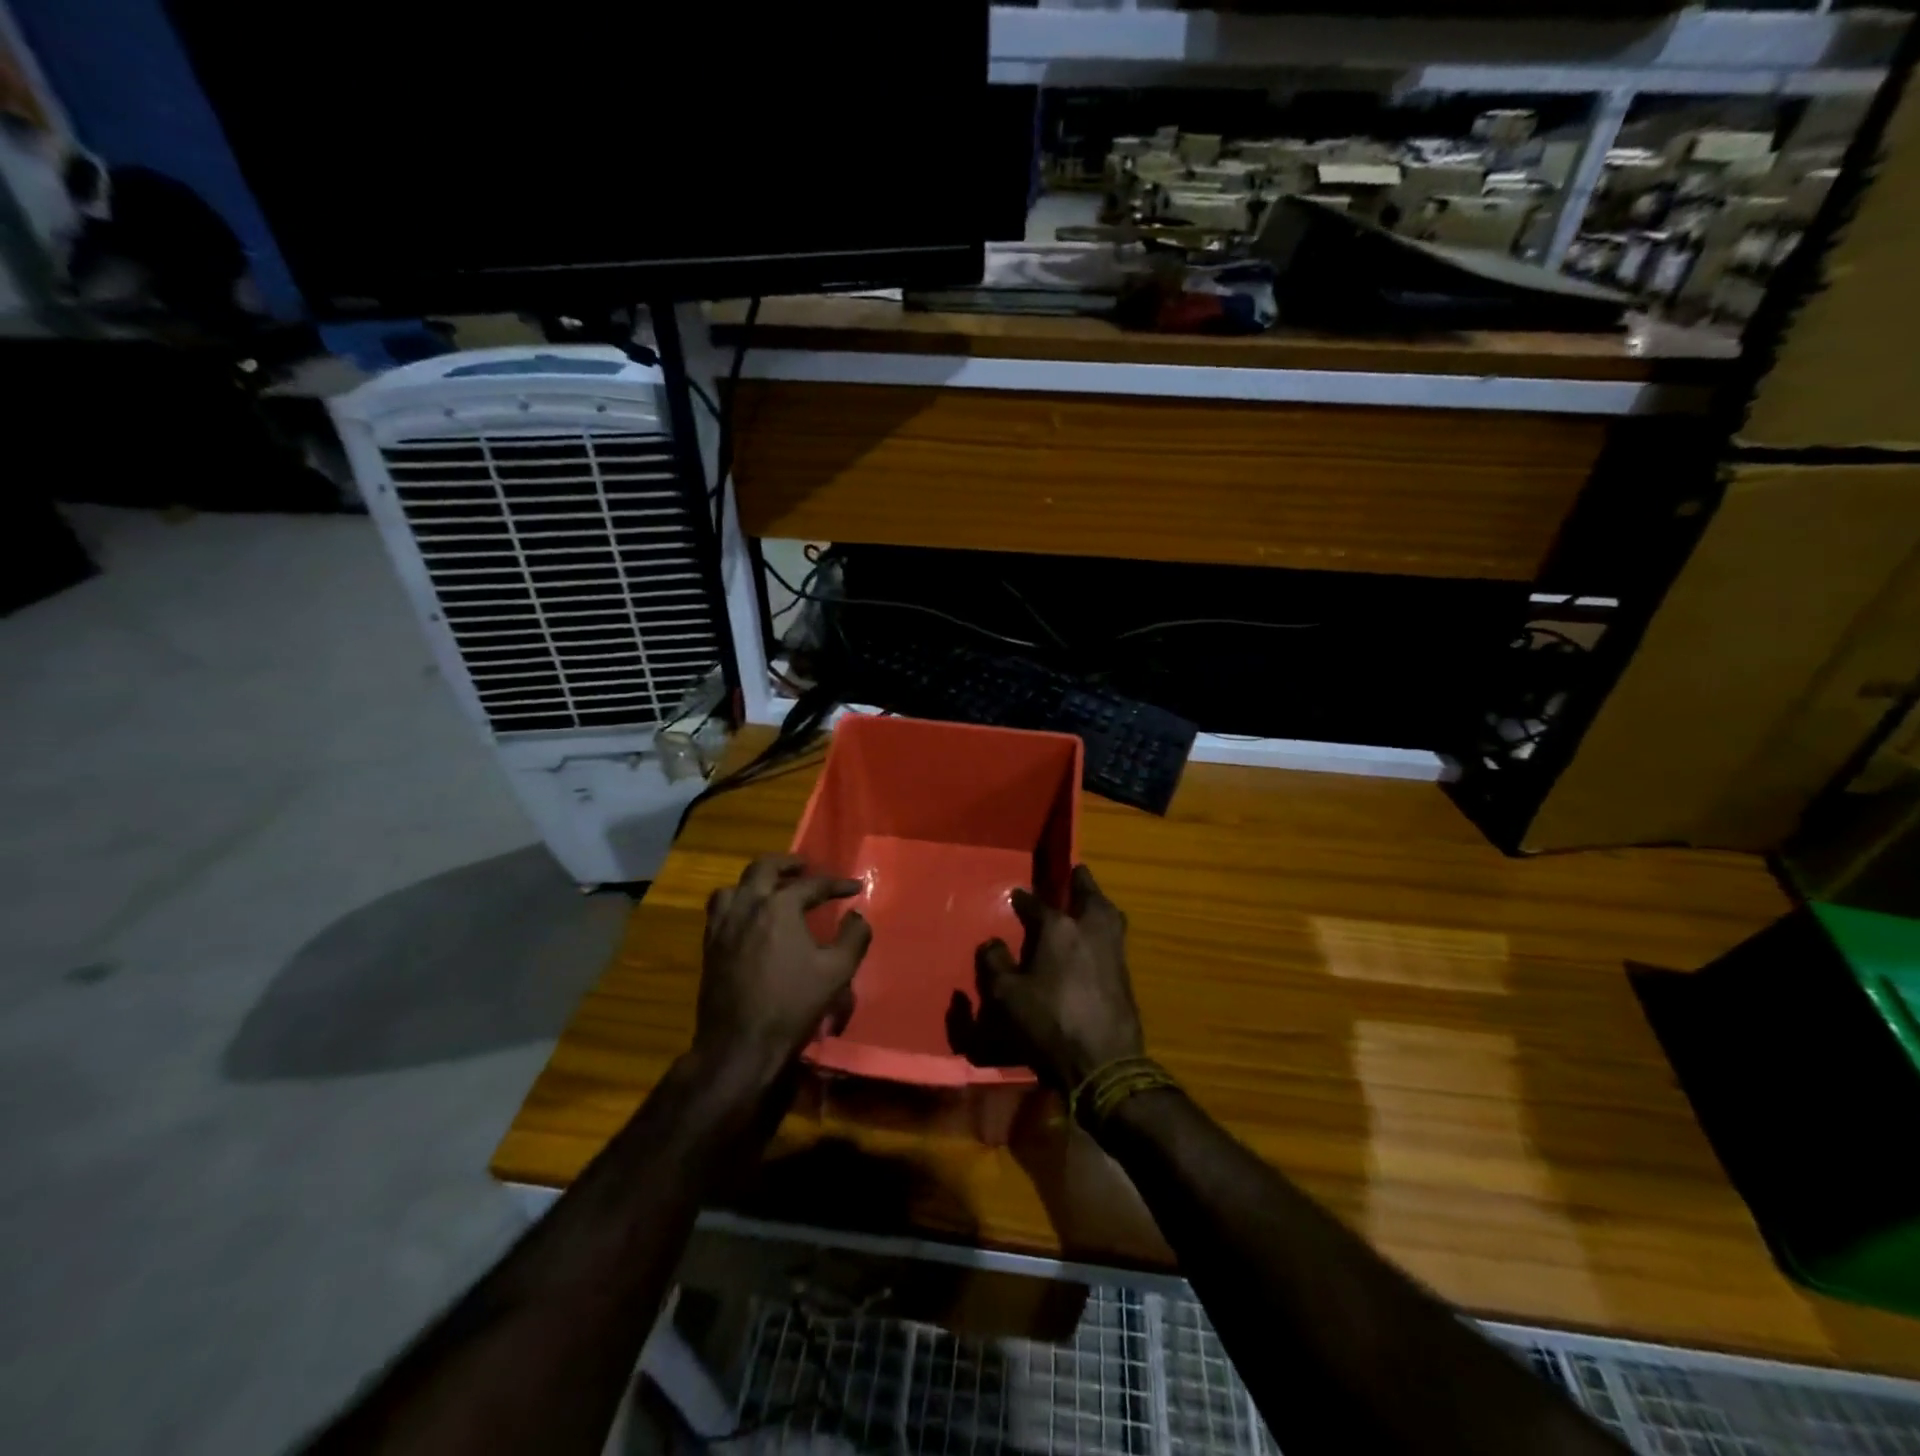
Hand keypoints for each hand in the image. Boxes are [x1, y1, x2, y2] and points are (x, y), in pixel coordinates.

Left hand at [693, 854, 871, 1089]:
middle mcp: (748, 906)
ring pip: (735, 886)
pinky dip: (737, 903)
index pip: (812, 885)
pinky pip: (720, 910)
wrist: (740, 1043)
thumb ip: (853, 938)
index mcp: (779, 906)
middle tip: (804, 868)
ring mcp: (724, 925)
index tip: (854, 888)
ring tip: (771, 889)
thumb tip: (857, 916)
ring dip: (756, 881)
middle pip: (764, 868)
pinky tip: (749, 919)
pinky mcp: (710, 945)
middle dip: (788, 864)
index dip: (837, 884)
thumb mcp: (837, 972)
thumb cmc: (792, 1004)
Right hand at [974, 865, 1144, 1090]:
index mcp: (1059, 928)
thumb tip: (992, 942)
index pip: (1037, 904)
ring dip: (1098, 903)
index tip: (1016, 896)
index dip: (1023, 899)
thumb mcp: (1007, 997)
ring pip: (1109, 913)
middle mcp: (1090, 929)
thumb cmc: (1049, 1024)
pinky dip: (1106, 927)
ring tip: (1090, 902)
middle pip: (1089, 894)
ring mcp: (1113, 949)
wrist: (1104, 1062)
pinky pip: (1114, 936)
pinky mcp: (1126, 972)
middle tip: (1074, 874)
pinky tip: (1096, 939)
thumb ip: (995, 964)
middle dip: (1080, 882)